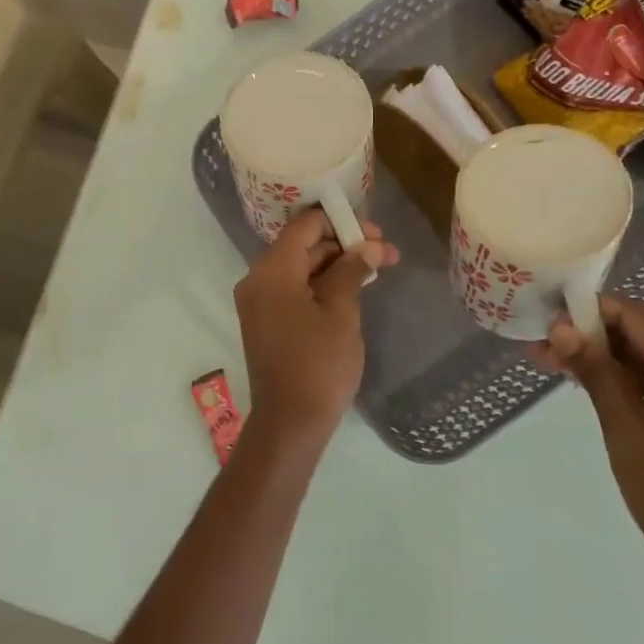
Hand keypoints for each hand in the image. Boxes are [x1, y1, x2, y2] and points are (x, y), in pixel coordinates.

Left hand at [234, 211, 397, 453]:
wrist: (291, 421)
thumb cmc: (319, 363)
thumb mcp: (341, 313)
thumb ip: (351, 271)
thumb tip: (368, 246)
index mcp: (271, 271)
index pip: (303, 227)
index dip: (339, 222)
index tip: (375, 230)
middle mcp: (257, 280)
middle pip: (301, 246)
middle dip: (343, 244)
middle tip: (386, 251)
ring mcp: (259, 302)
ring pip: (300, 268)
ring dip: (336, 265)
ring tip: (379, 267)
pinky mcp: (266, 321)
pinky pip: (293, 290)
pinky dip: (321, 284)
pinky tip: (354, 286)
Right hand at [547, 297, 643, 609]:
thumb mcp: (628, 435)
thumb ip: (598, 377)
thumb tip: (564, 328)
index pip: (638, 318)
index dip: (591, 309)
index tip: (546, 317)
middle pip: (642, 337)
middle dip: (590, 335)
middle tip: (539, 347)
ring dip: (601, 360)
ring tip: (551, 366)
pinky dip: (620, 383)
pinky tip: (587, 391)